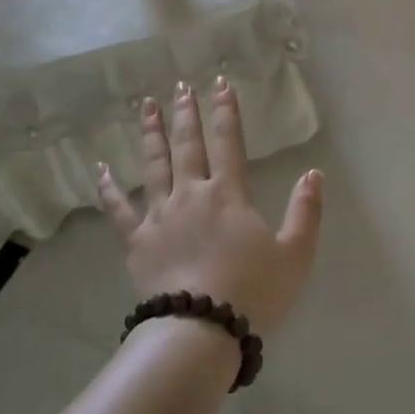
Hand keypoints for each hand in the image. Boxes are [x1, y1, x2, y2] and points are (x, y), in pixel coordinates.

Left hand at [96, 78, 323, 334]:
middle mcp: (191, 194)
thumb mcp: (295, 254)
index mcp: (229, 194)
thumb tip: (314, 173)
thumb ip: (306, 211)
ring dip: (151, 134)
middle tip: (180, 86)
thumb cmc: (253, 292)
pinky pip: (120, 209)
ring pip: (153, 165)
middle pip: (187, 145)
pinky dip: (109, 187)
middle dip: (186, 113)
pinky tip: (100, 168)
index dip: (226, 110)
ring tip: (145, 106)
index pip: (229, 141)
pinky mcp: (137, 241)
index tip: (220, 83)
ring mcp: (159, 216)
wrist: (202, 330)